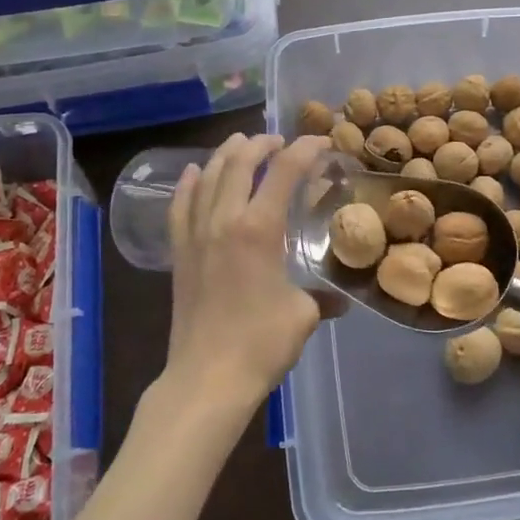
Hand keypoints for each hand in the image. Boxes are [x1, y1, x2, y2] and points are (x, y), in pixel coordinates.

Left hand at [164, 133, 330, 414]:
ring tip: (242, 142)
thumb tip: (339, 301)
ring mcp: (196, 235)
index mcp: (259, 228)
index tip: (322, 142)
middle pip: (241, 163)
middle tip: (281, 141)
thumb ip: (322, 297)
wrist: (207, 378)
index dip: (305, 149)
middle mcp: (225, 220)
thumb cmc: (261, 343)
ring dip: (228, 154)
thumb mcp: (303, 315)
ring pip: (209, 177)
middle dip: (263, 144)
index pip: (285, 171)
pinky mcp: (180, 253)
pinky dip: (189, 183)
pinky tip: (195, 172)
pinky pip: (181, 206)